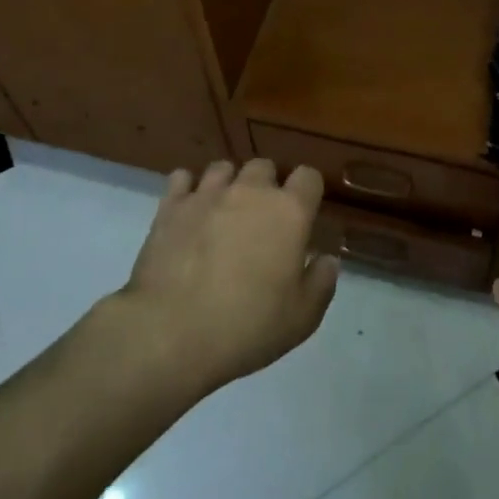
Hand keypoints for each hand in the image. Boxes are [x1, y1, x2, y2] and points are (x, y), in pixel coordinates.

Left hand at [114, 158, 339, 399]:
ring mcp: (207, 194)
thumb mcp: (301, 318)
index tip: (303, 215)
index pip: (309, 177)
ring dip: (229, 184)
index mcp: (289, 212)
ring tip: (223, 213)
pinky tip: (189, 211)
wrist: (170, 332)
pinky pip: (182, 178)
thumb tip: (327, 259)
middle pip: (265, 166)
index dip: (307, 192)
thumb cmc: (246, 327)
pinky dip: (188, 189)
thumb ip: (321, 283)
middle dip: (266, 186)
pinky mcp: (171, 206)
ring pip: (224, 168)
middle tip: (261, 221)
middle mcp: (250, 191)